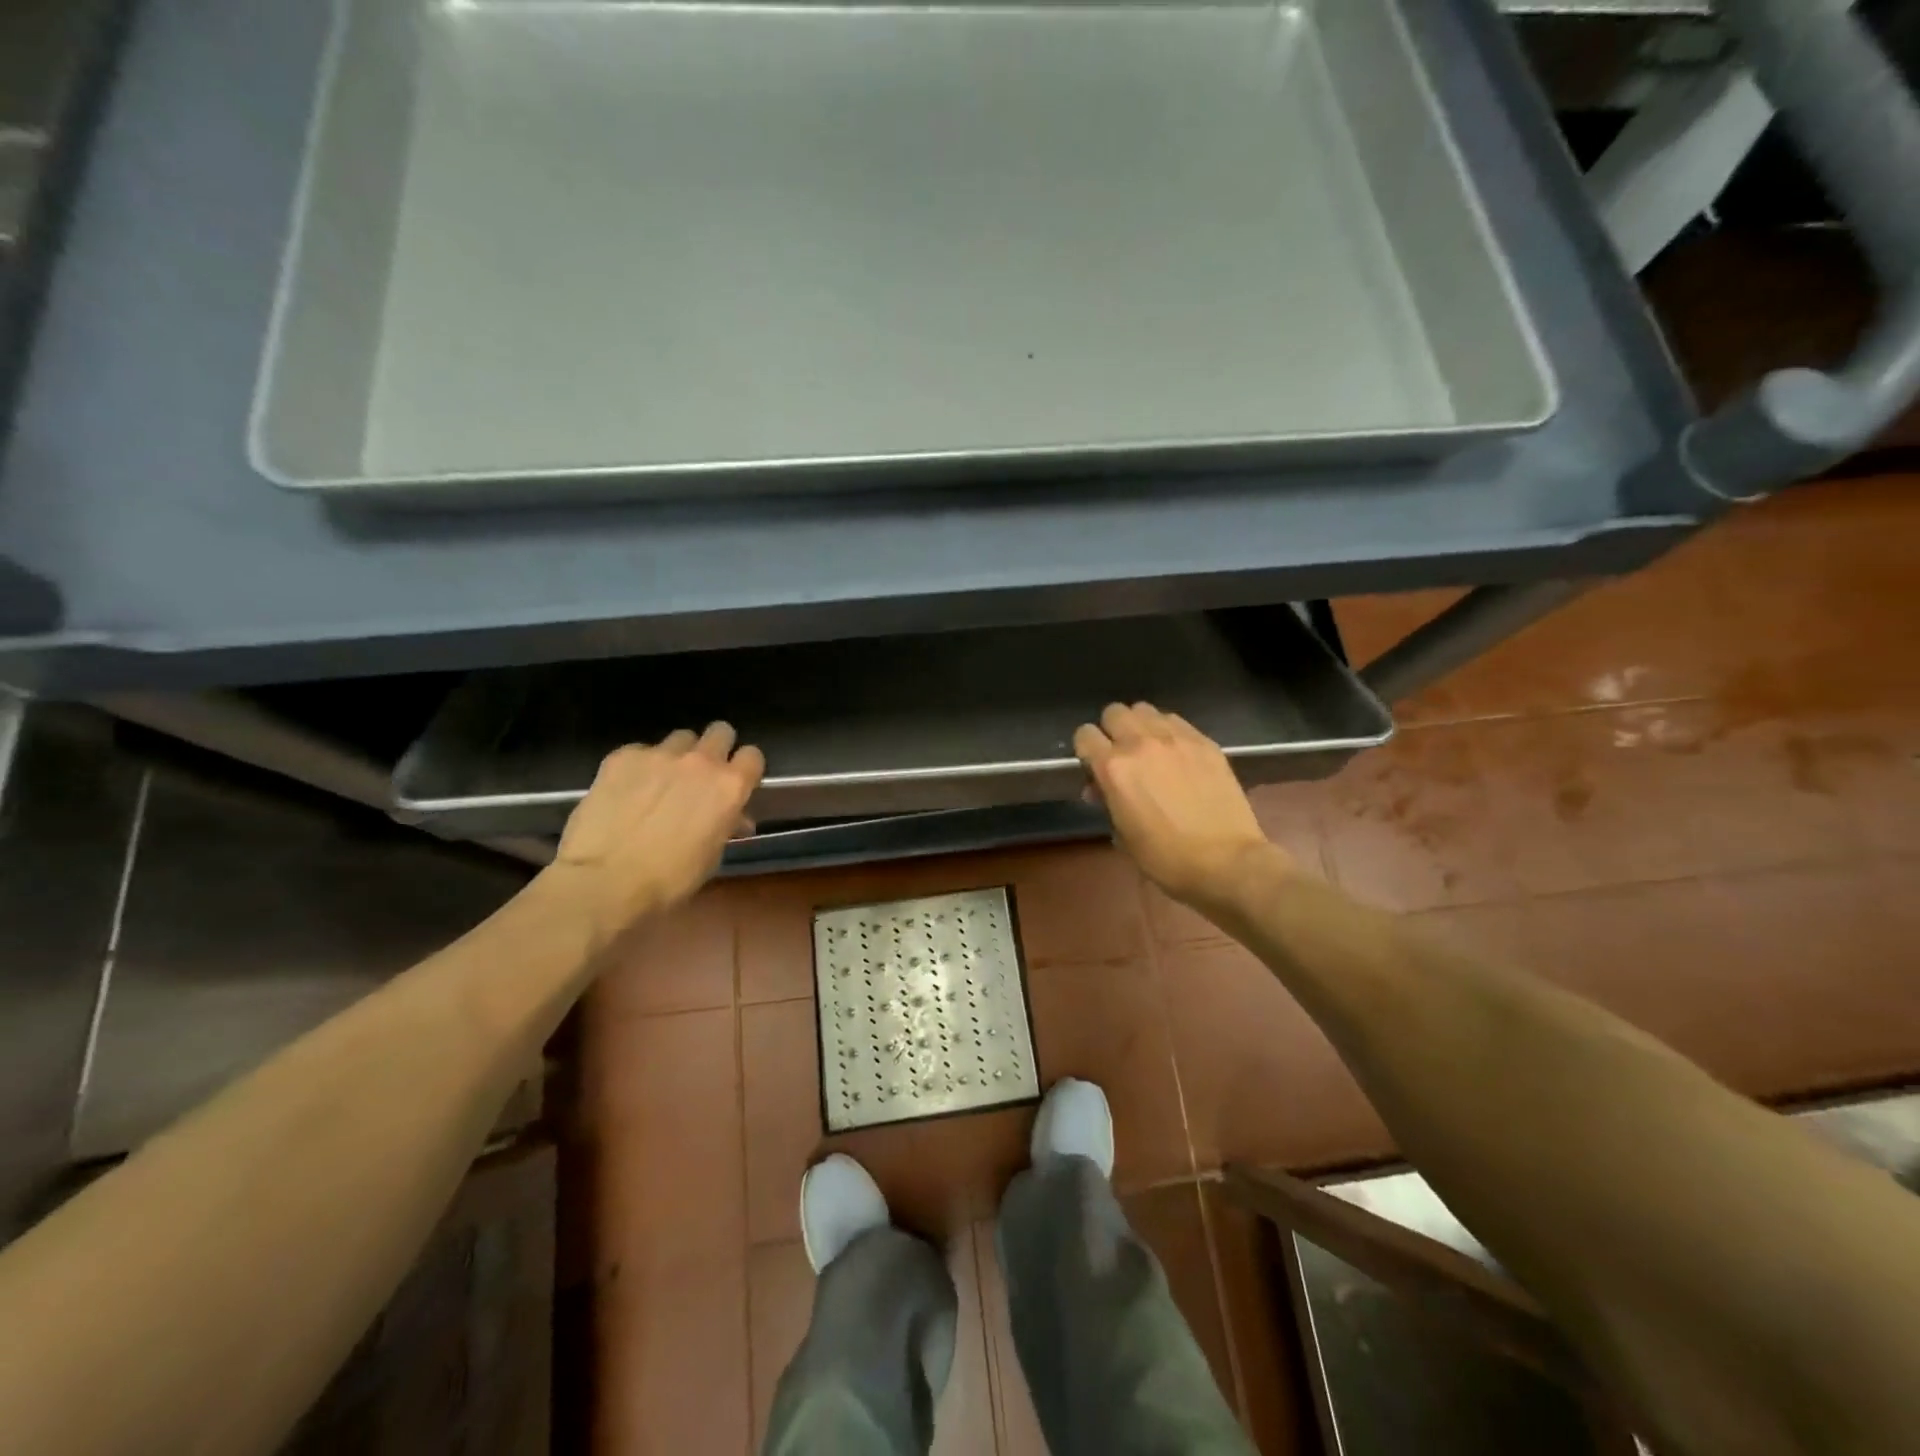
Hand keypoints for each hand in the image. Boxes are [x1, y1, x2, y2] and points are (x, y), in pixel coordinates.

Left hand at [546, 723, 764, 941]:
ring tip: (661, 782)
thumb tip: (734, 819)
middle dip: (716, 749)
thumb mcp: (711, 856)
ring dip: (678, 756)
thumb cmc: (669, 880)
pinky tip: (627, 791)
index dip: (745, 769)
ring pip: (680, 738)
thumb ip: (725, 825)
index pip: (753, 756)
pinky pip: (641, 751)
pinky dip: (640, 767)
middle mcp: (700, 762)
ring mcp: (660, 755)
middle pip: (720, 731)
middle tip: (702, 775)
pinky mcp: (623, 756)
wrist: (604, 881)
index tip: (735, 783)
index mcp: (730, 787)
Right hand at [1073, 702, 1286, 907]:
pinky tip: (1177, 754)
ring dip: (1140, 726)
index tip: (1093, 766)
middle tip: (1121, 755)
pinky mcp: (1204, 741)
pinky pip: (1176, 721)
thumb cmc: (1166, 858)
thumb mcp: (1123, 835)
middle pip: (1114, 712)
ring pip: (1145, 710)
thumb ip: (1107, 801)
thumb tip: (1100, 787)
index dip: (1085, 750)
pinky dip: (1168, 731)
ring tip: (1150, 750)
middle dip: (1112, 731)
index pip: (1084, 734)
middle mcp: (1140, 743)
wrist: (1226, 861)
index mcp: (1113, 768)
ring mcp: (1176, 738)